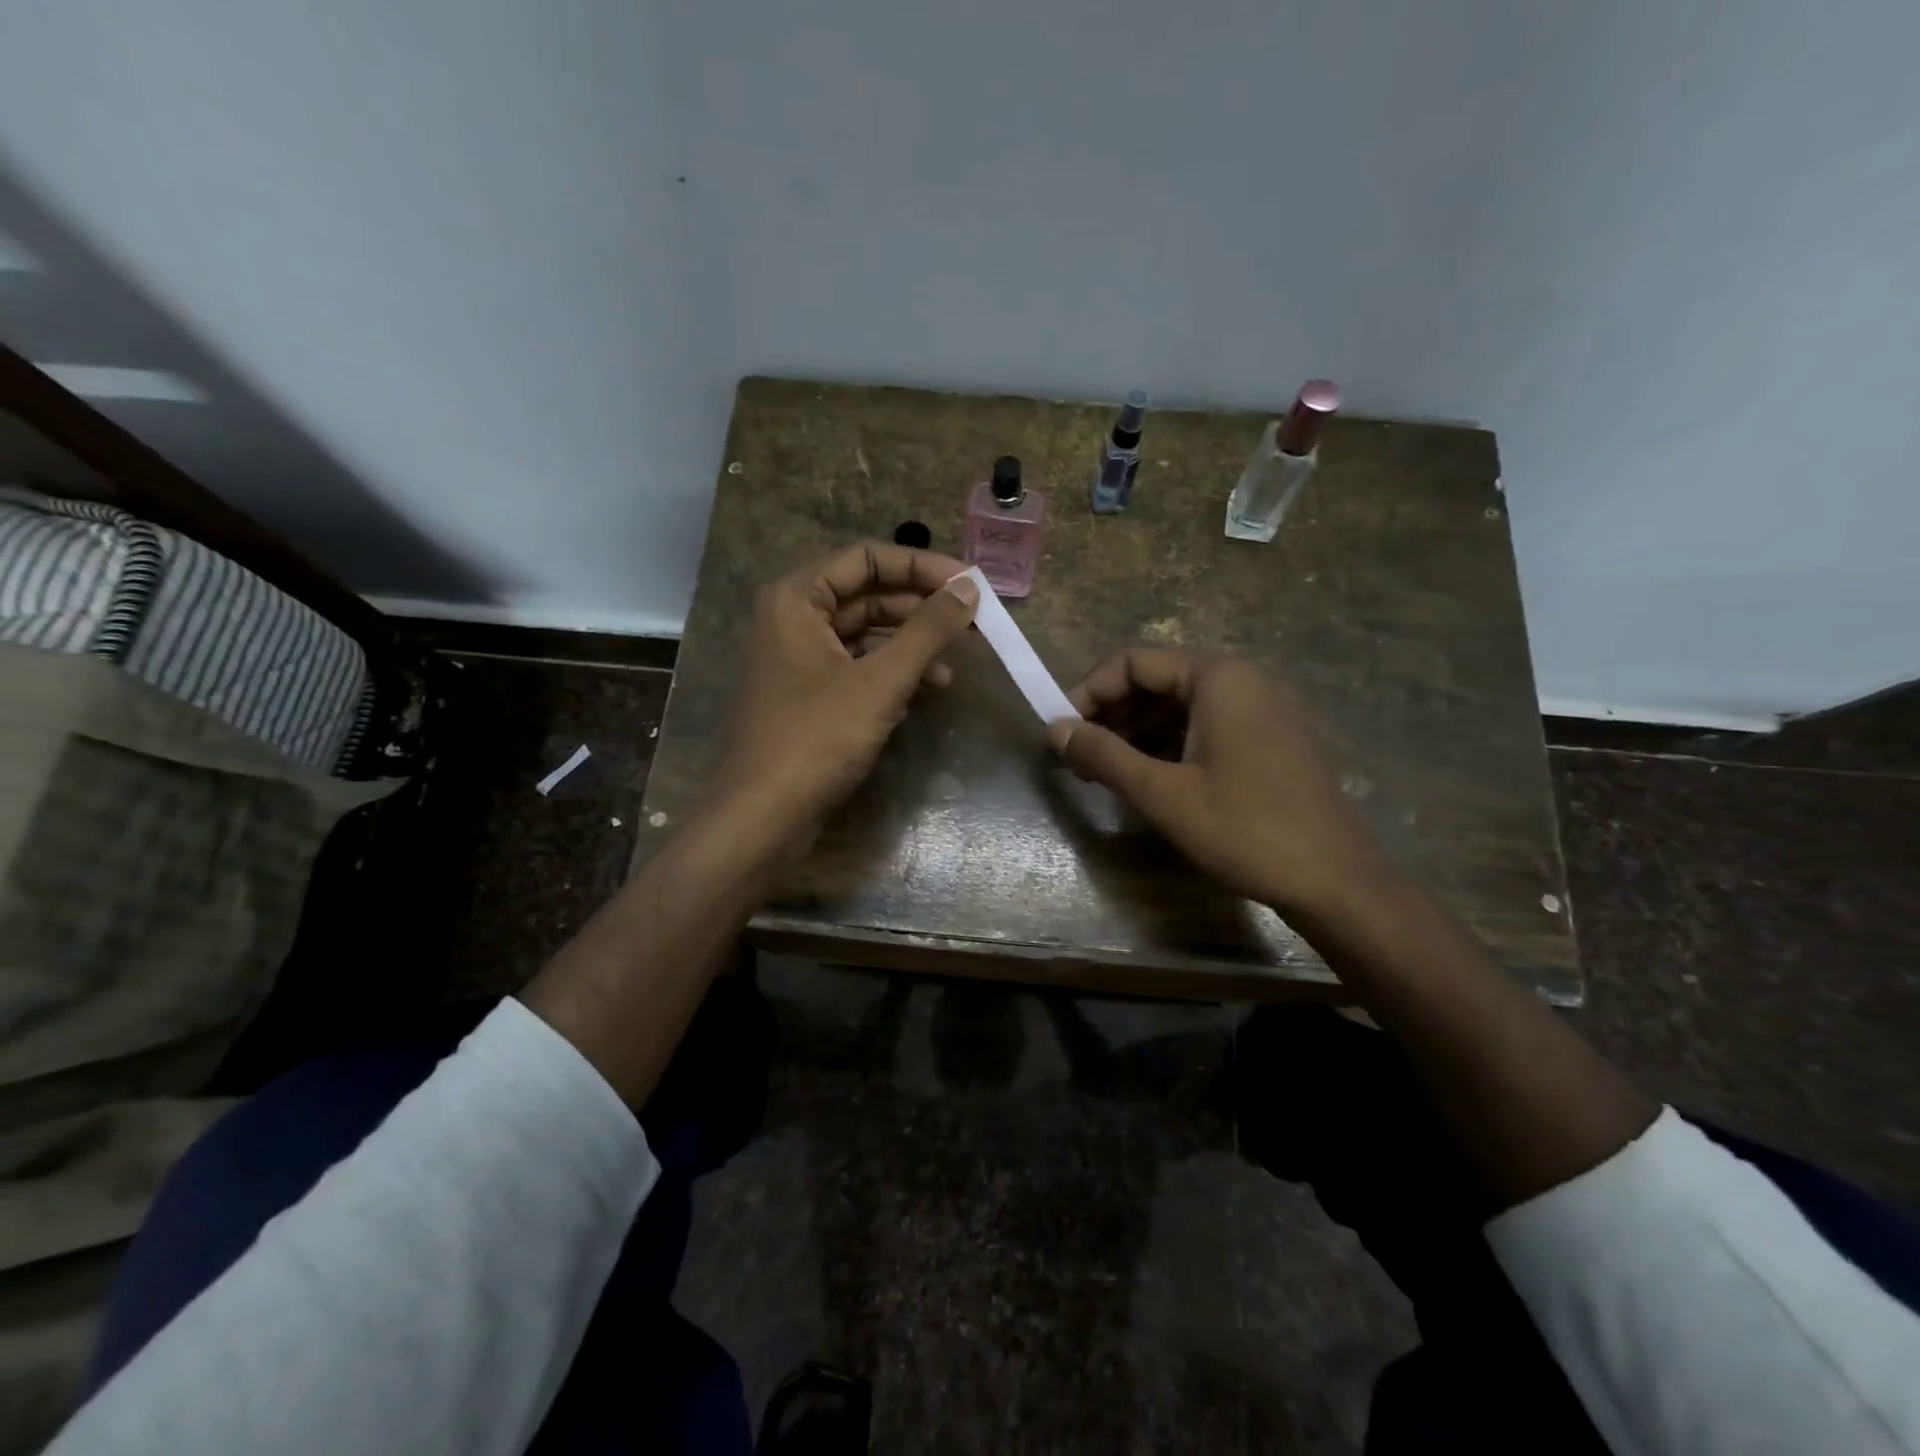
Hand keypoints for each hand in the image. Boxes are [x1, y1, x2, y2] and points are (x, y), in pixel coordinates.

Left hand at [711, 542, 978, 845]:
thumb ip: (928, 630)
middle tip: (973, 622)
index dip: (921, 566)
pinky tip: (927, 691)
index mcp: (797, 598)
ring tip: (954, 666)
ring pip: (867, 634)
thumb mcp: (881, 680)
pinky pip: (859, 667)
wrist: (765, 815)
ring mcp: (801, 658)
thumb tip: (969, 589)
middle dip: (921, 608)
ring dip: (912, 645)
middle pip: (868, 594)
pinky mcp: (811, 694)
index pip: (867, 558)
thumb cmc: (818, 737)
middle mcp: (794, 618)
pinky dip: (893, 674)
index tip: (969, 584)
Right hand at [1047, 649, 1395, 919]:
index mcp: (1218, 678)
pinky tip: (1149, 779)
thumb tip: (1054, 730)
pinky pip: (1206, 727)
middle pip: (1158, 681)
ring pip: (1181, 707)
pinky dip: (1170, 745)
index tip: (1061, 731)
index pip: (1135, 662)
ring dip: (1137, 733)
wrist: (1335, 882)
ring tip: (1106, 773)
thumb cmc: (1244, 829)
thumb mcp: (1162, 793)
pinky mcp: (1270, 740)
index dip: (1089, 692)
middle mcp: (1243, 681)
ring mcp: (1262, 710)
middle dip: (1112, 715)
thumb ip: (1103, 755)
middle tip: (1079, 757)